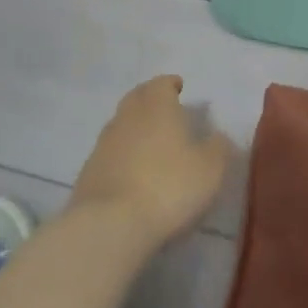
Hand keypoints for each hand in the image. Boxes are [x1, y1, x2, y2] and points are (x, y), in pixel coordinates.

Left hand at [69, 75, 231, 249]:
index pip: (161, 84)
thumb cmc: (169, 187)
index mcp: (157, 106)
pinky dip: (121, 154)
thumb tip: (218, 136)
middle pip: (137, 98)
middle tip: (164, 109)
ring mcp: (104, 143)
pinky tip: (131, 170)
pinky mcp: (89, 170)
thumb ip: (218, 148)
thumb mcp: (210, 169)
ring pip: (121, 124)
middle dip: (150, 99)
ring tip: (149, 141)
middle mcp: (127, 116)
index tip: (178, 88)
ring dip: (134, 127)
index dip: (170, 84)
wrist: (111, 224)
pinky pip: (109, 152)